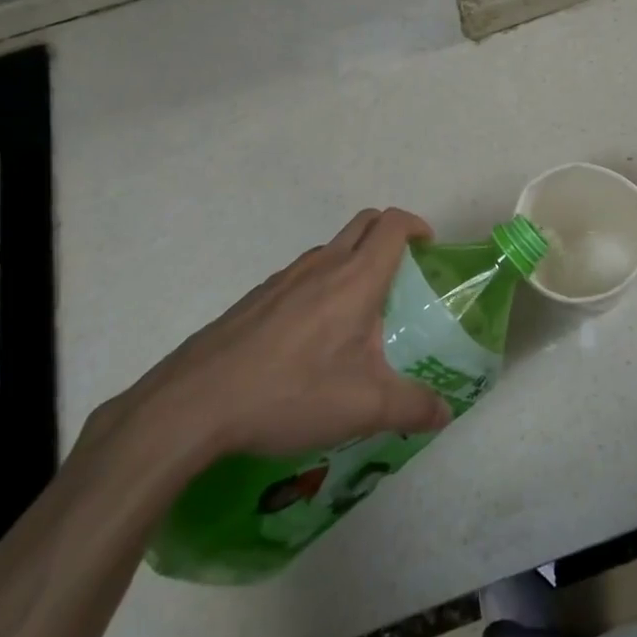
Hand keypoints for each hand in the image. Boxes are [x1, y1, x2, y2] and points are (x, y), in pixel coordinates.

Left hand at [111, 208, 451, 467]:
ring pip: (329, 250)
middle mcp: (321, 265)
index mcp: (355, 278)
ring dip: (352, 262)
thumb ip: (412, 408)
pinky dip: (320, 287)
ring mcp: (282, 279)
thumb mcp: (363, 408)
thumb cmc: (290, 393)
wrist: (192, 405)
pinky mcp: (254, 300)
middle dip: (389, 235)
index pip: (392, 225)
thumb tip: (444, 413)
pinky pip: (300, 277)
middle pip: (364, 224)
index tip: (428, 249)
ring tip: (358, 314)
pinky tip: (311, 341)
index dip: (416, 226)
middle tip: (402, 274)